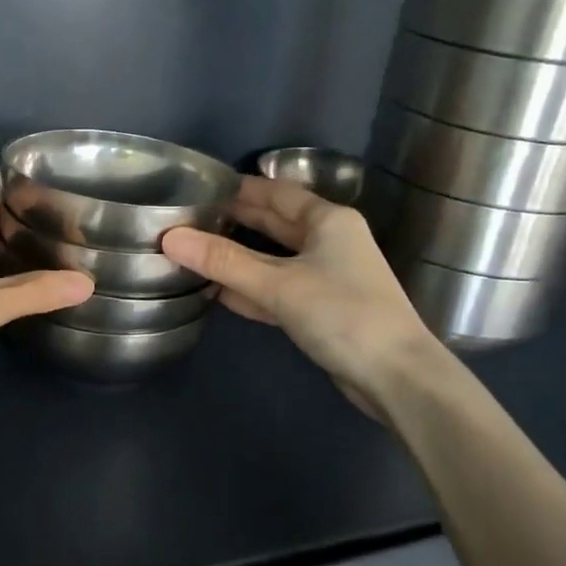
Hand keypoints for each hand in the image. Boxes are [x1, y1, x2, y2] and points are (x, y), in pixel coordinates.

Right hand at [160, 176, 444, 416]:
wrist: (396, 377)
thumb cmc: (342, 314)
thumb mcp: (278, 285)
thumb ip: (223, 262)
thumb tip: (169, 238)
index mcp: (328, 220)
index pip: (275, 193)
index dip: (239, 189)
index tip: (199, 188)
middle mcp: (329, 241)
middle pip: (273, 224)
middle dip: (234, 222)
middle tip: (188, 219)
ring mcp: (326, 277)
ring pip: (273, 259)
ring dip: (238, 258)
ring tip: (194, 253)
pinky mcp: (321, 309)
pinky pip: (277, 289)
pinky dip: (250, 289)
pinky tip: (218, 292)